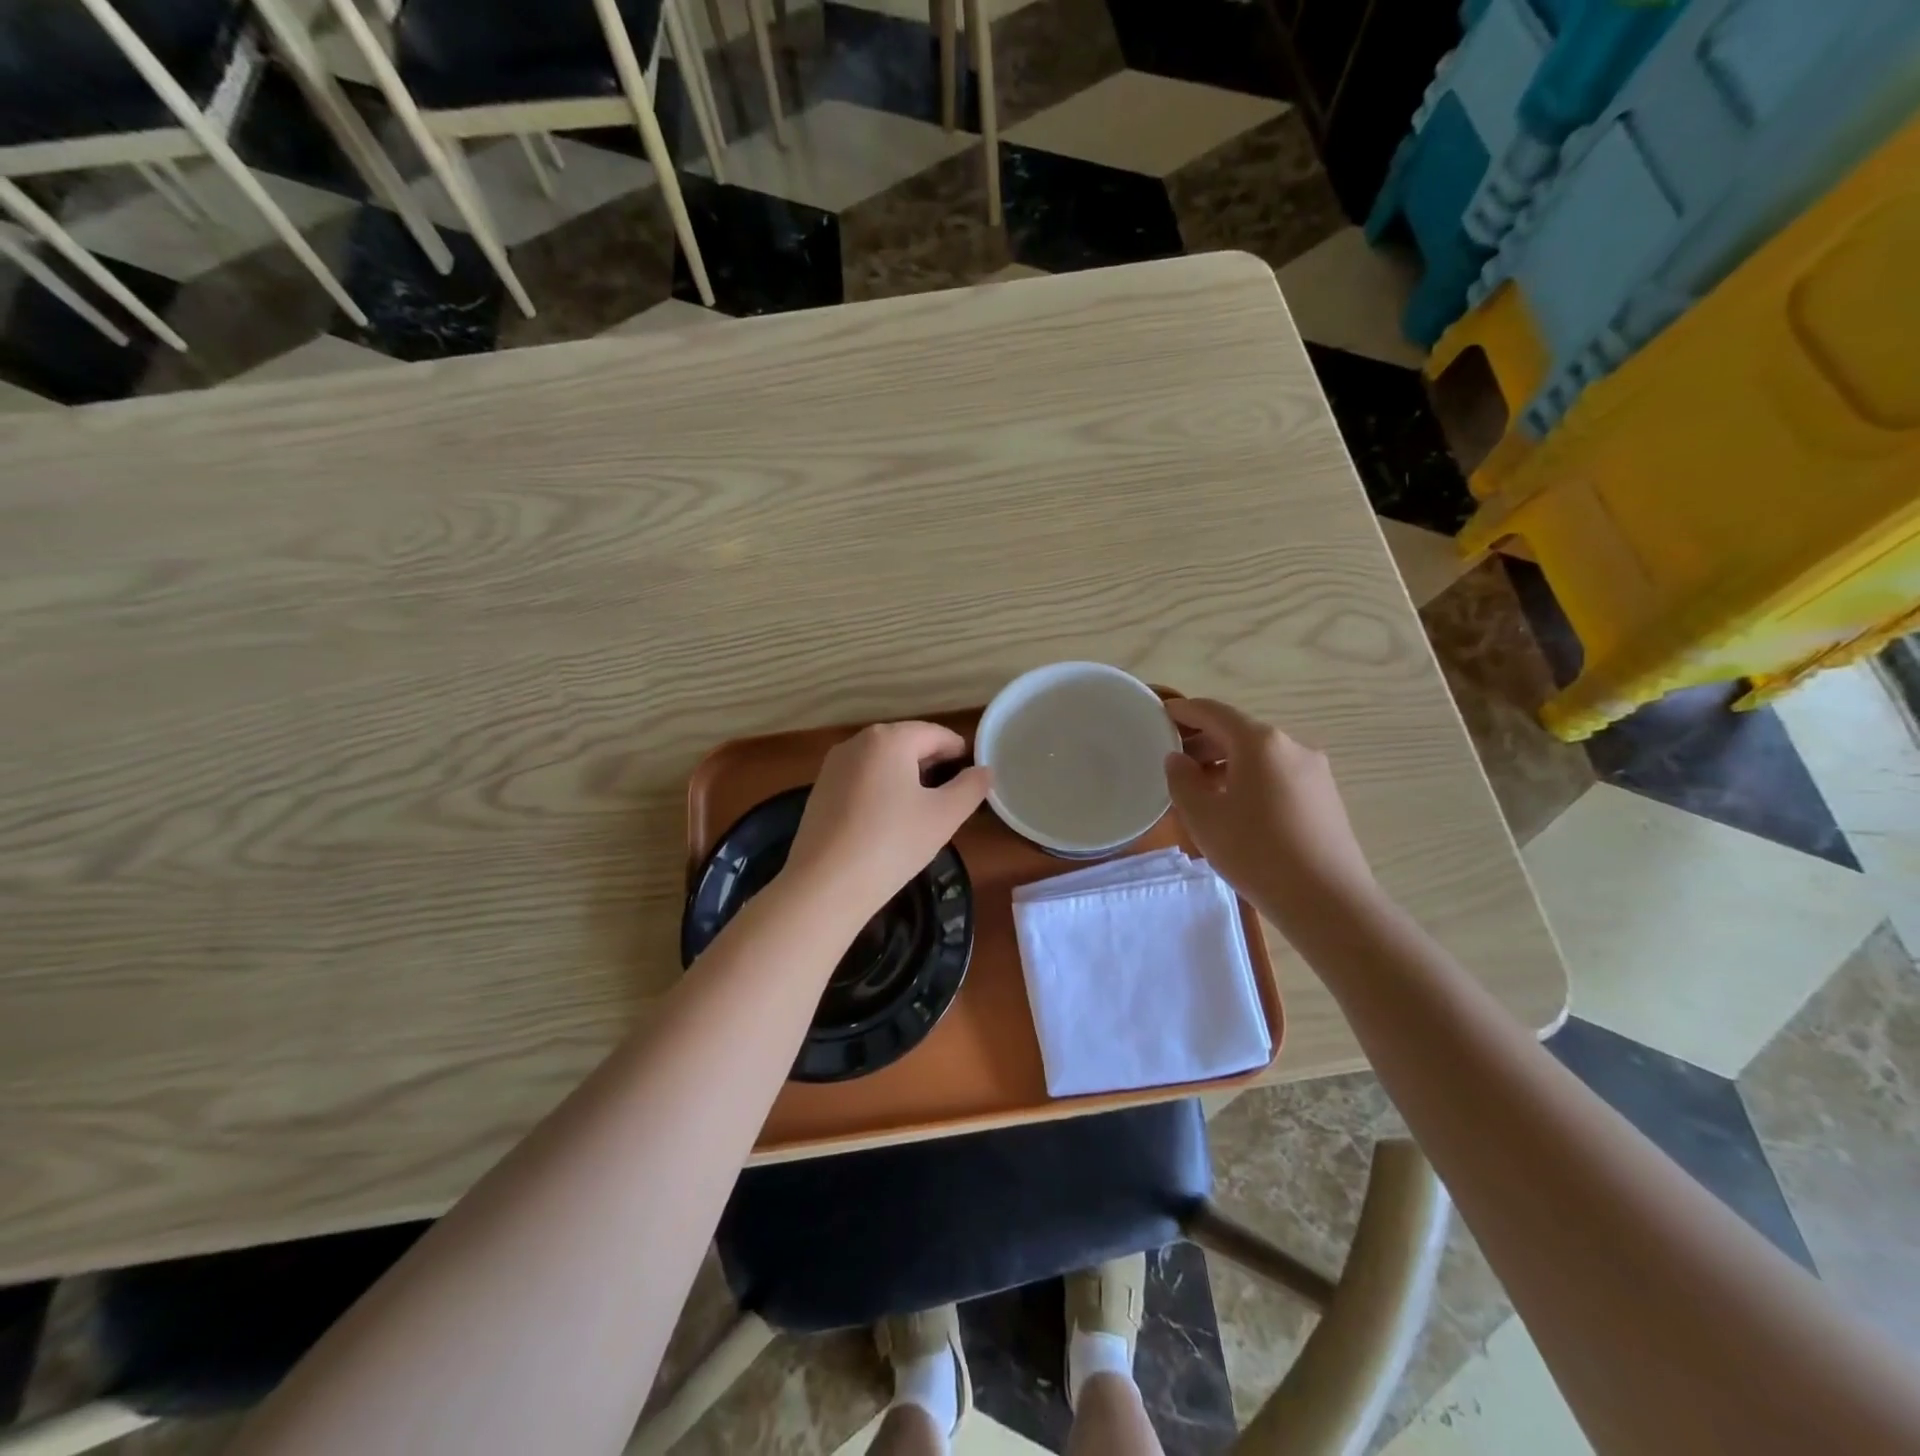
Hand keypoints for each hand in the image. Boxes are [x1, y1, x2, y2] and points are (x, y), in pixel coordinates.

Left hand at [784, 722, 992, 921]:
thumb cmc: (892, 843)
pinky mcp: (820, 789)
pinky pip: (861, 778)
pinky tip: (887, 819)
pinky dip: (880, 789)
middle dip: (931, 763)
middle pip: (906, 743)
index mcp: (890, 739)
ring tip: (922, 807)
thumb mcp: (944, 816)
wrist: (825, 884)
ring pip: (881, 761)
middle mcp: (858, 742)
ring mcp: (833, 765)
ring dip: (905, 776)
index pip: (935, 734)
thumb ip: (971, 788)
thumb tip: (984, 771)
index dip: (959, 751)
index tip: (973, 774)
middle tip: (951, 794)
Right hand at [1164, 698, 1374, 919]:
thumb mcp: (1204, 817)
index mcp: (1260, 742)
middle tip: (1173, 760)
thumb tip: (1178, 760)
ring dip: (1226, 763)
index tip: (1159, 716)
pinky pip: (1277, 775)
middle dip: (1203, 741)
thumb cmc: (1256, 853)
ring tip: (1200, 789)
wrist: (1328, 901)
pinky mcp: (1324, 796)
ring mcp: (1313, 771)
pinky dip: (1249, 779)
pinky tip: (1235, 807)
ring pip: (1259, 756)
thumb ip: (1182, 781)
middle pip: (1238, 732)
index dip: (1183, 711)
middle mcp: (1291, 746)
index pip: (1213, 712)